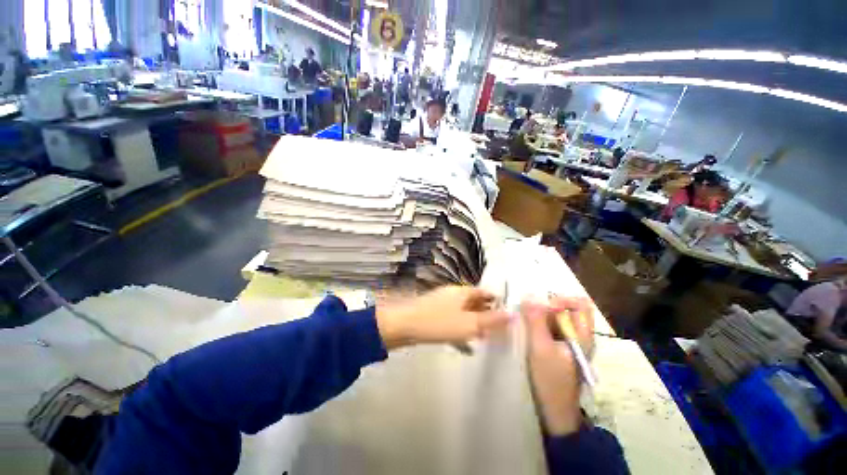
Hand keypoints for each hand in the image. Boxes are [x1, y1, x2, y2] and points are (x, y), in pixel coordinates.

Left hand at [375, 286, 509, 349]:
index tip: (508, 316)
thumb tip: (513, 314)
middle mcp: (453, 294)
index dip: (497, 302)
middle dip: (486, 315)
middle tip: (498, 331)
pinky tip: (466, 346)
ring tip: (485, 339)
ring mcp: (442, 304)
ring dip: (474, 324)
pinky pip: (453, 321)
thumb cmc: (439, 323)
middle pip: (475, 302)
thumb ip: (491, 320)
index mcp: (462, 292)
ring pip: (464, 312)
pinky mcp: (434, 315)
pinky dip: (461, 331)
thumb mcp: (468, 324)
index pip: (484, 292)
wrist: (403, 326)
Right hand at [522, 295, 593, 435]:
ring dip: (542, 315)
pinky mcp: (561, 349)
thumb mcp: (540, 347)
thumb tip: (529, 295)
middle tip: (530, 313)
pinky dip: (541, 324)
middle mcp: (580, 336)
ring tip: (526, 321)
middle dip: (548, 306)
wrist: (555, 411)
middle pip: (568, 309)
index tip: (543, 307)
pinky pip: (552, 328)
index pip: (580, 304)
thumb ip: (536, 320)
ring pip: (559, 318)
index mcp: (583, 335)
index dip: (562, 300)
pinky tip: (529, 330)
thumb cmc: (551, 379)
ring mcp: (571, 343)